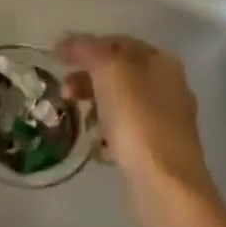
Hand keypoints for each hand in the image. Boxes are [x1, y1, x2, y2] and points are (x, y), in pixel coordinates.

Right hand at [57, 33, 225, 226]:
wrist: (166, 186)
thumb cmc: (138, 121)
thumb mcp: (109, 73)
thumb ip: (87, 50)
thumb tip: (67, 40)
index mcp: (161, 62)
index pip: (118, 43)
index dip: (86, 46)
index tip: (58, 59)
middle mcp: (168, 86)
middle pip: (119, 72)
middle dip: (87, 78)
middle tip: (64, 91)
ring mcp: (166, 120)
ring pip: (120, 102)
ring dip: (94, 105)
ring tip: (78, 121)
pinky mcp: (158, 149)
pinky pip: (125, 130)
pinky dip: (106, 132)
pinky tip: (95, 145)